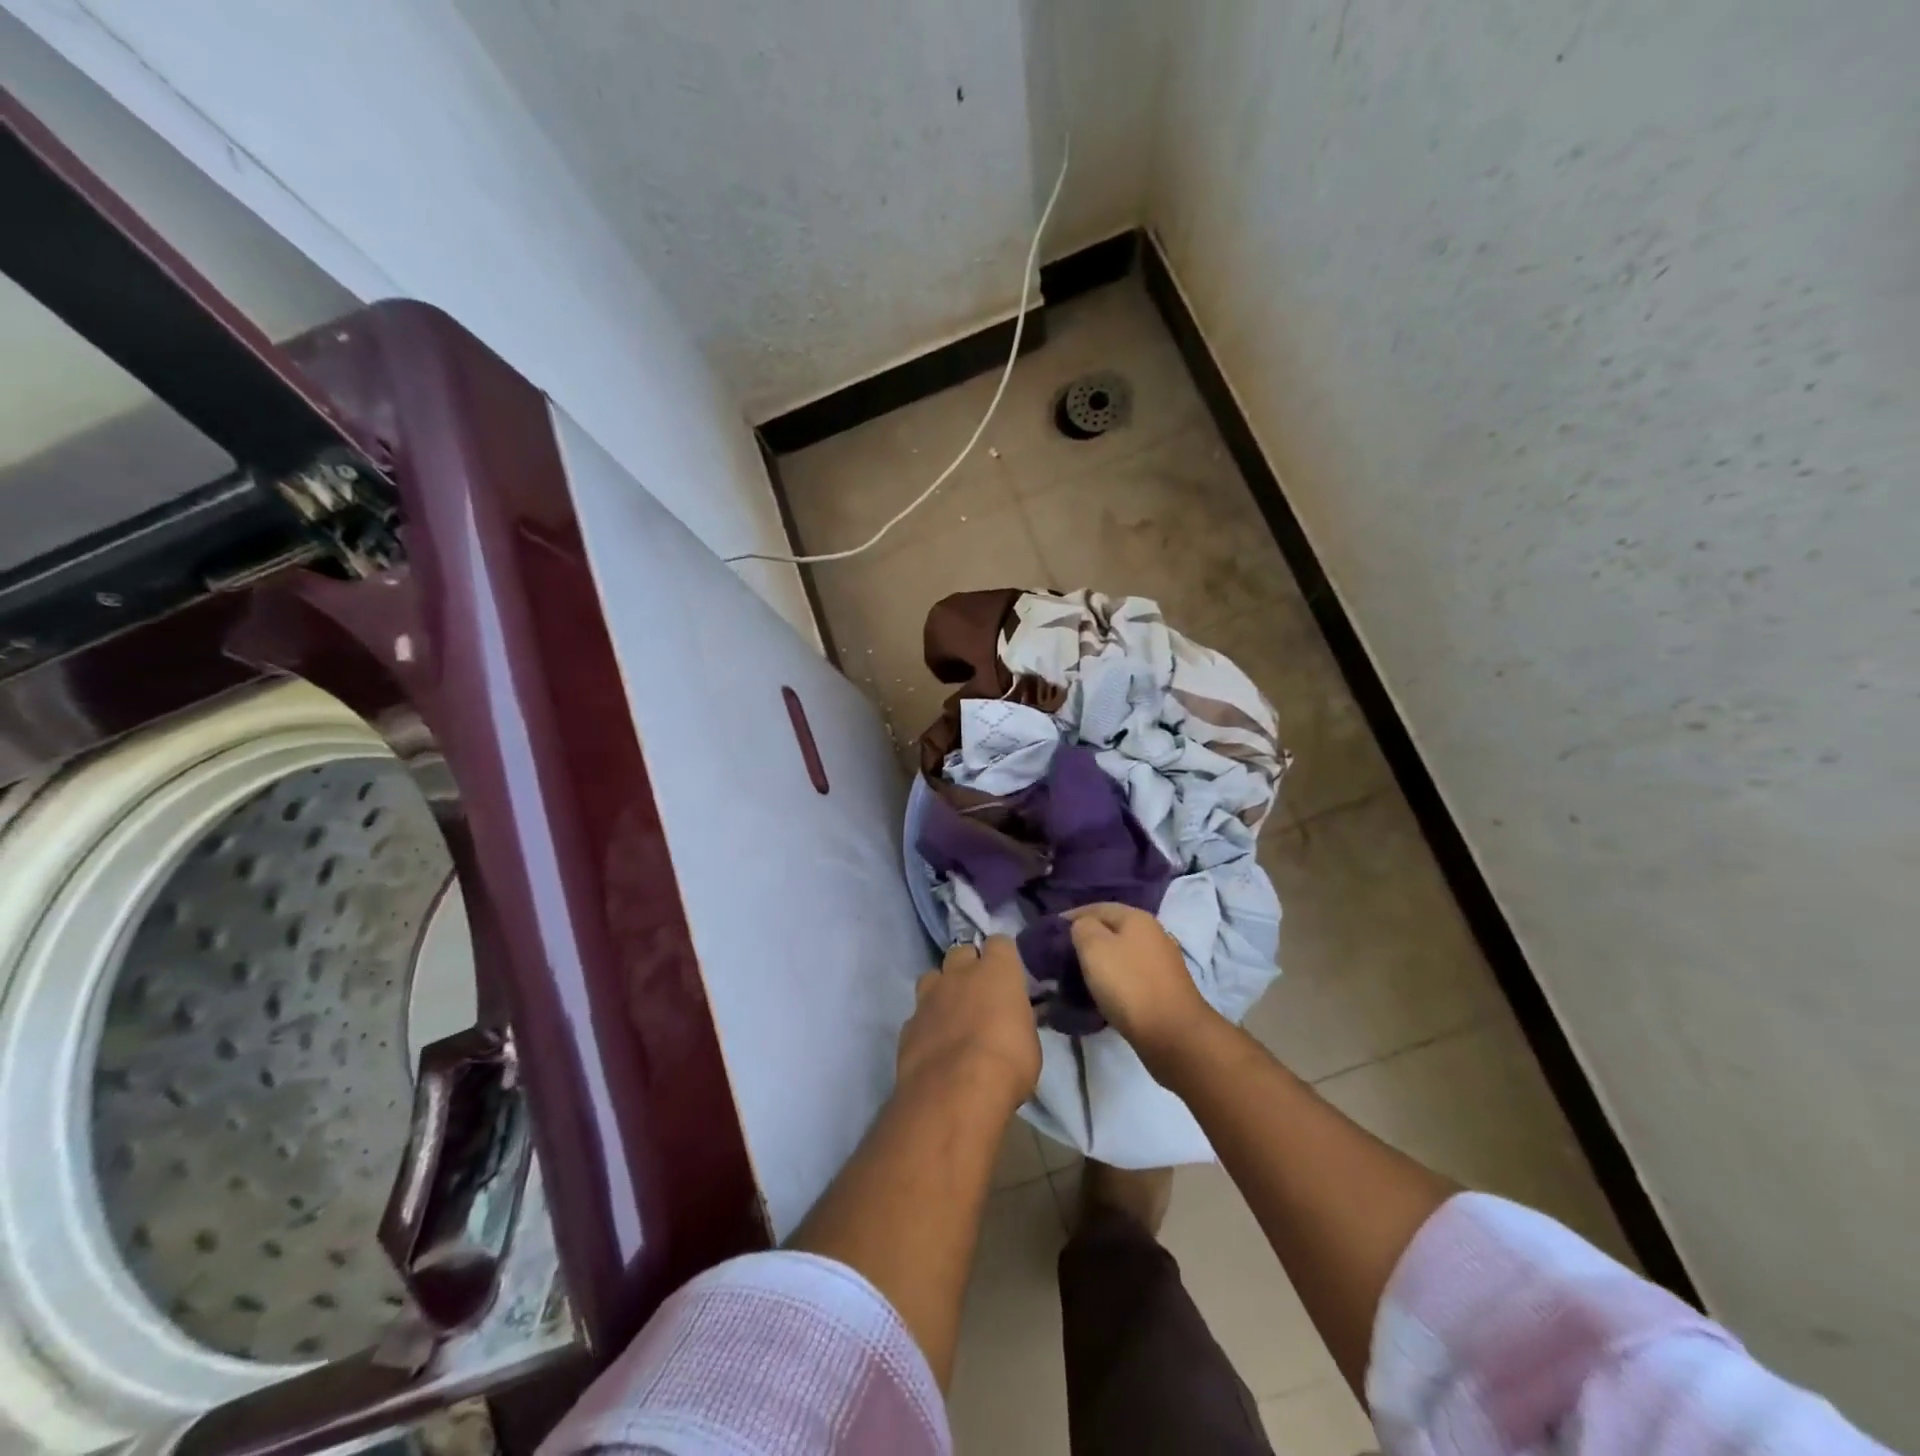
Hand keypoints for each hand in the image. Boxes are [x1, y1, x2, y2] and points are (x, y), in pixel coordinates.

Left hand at [897, 937, 1041, 1116]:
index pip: (1000, 943)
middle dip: (969, 967)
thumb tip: (1014, 1018)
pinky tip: (934, 1044)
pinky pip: (918, 1013)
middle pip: (962, 952)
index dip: (1003, 957)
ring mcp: (929, 996)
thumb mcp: (1030, 1042)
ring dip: (942, 990)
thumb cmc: (1007, 1064)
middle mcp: (959, 973)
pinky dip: (926, 1023)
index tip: (1008, 975)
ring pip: (933, 976)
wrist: (954, 1092)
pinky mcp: (908, 1023)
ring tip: (952, 1015)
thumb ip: (1018, 1020)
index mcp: (996, 970)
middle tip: (980, 994)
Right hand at [1066, 903, 1218, 1063]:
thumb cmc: (1129, 985)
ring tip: (1077, 975)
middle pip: (1112, 929)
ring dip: (1100, 961)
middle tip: (1062, 954)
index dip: (1073, 915)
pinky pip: (1130, 975)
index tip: (1051, 931)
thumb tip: (1082, 926)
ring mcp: (1161, 962)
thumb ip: (1082, 927)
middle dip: (1087, 939)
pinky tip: (1102, 992)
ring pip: (1121, 953)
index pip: (1097, 907)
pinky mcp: (1163, 988)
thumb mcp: (1094, 948)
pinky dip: (1114, 979)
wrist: (1173, 1034)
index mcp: (1137, 918)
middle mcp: (1153, 934)